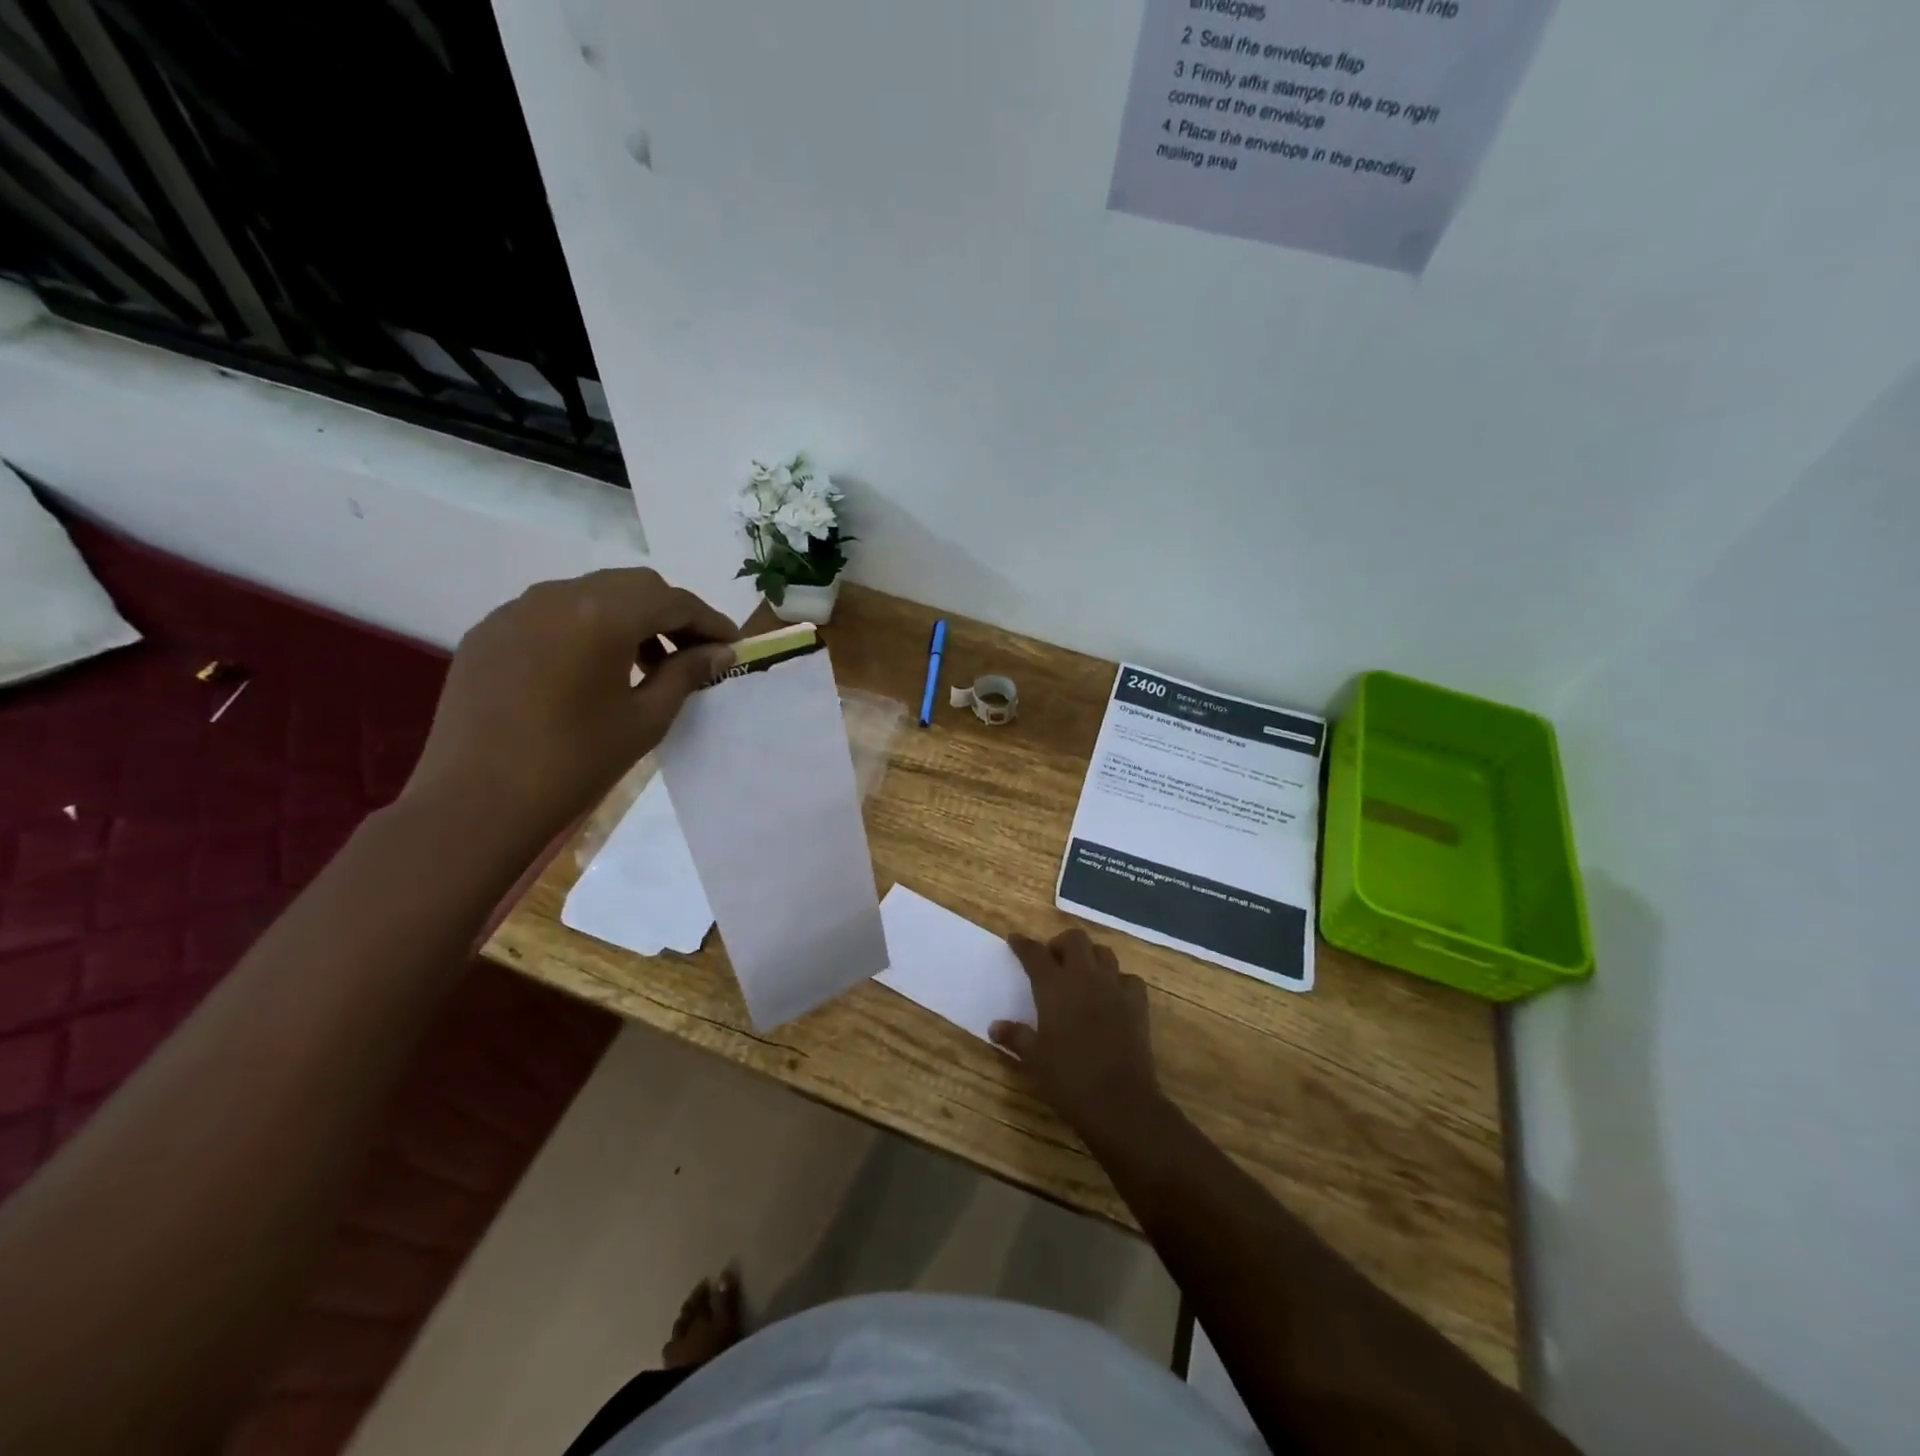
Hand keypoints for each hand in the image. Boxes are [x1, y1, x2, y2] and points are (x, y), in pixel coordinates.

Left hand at [404, 568, 736, 839]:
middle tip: (692, 652)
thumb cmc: (576, 762)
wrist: (477, 800)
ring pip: (591, 593)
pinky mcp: (489, 631)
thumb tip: (720, 652)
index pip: (673, 601)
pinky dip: (586, 628)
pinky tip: (591, 669)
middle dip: (670, 613)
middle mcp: (558, 596)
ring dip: (628, 618)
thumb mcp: (646, 719)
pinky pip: (552, 613)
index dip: (709, 621)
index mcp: (603, 616)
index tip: (731, 645)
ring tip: (645, 663)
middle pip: (633, 586)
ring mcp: (516, 610)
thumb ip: (686, 674)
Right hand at [991, 929, 1166, 1144]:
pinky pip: (1128, 978)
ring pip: (1103, 952)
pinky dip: (1118, 980)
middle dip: (1061, 944)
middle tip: (1053, 962)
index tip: (1014, 940)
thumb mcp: (1034, 1060)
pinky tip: (1111, 995)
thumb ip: (1015, 1037)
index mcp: (1054, 987)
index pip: (1035, 954)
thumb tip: (995, 1027)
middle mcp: (1085, 977)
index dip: (1023, 944)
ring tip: (1081, 975)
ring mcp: (1114, 987)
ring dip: (1090, 957)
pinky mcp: (1137, 1003)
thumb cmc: (1069, 1079)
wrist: (1120, 1102)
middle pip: (1075, 939)